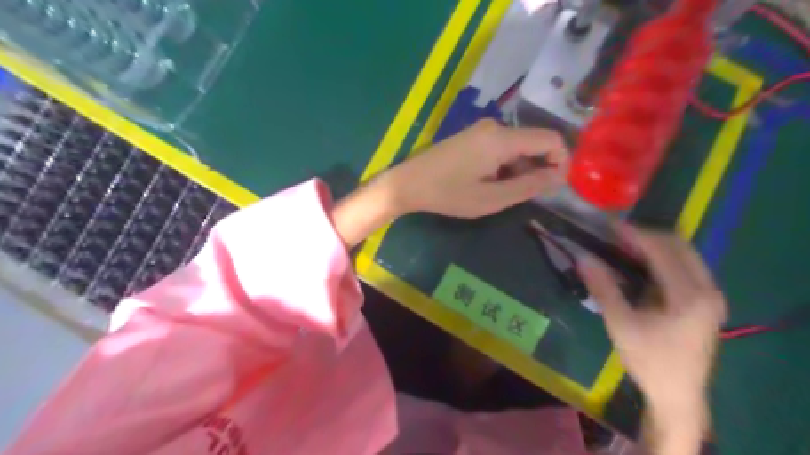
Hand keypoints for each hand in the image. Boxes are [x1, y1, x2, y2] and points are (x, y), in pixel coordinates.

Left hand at [384, 118, 564, 218]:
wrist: (408, 183)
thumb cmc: (448, 193)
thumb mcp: (491, 198)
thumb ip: (528, 186)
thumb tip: (558, 176)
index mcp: (501, 139)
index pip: (550, 139)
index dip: (561, 161)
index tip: (555, 186)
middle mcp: (495, 127)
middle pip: (534, 142)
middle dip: (538, 168)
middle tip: (526, 196)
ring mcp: (482, 130)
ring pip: (518, 146)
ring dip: (520, 169)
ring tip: (503, 193)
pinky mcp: (473, 136)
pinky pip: (502, 147)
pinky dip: (506, 165)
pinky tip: (491, 183)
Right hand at [576, 227, 727, 454]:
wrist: (678, 395)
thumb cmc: (649, 360)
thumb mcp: (621, 324)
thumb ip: (603, 288)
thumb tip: (582, 258)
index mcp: (689, 295)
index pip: (662, 250)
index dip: (634, 234)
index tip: (608, 225)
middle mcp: (707, 289)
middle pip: (679, 245)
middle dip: (646, 235)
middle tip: (615, 234)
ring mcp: (711, 295)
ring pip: (684, 254)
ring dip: (654, 245)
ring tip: (624, 245)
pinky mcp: (706, 302)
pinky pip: (685, 267)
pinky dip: (662, 258)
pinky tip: (640, 264)